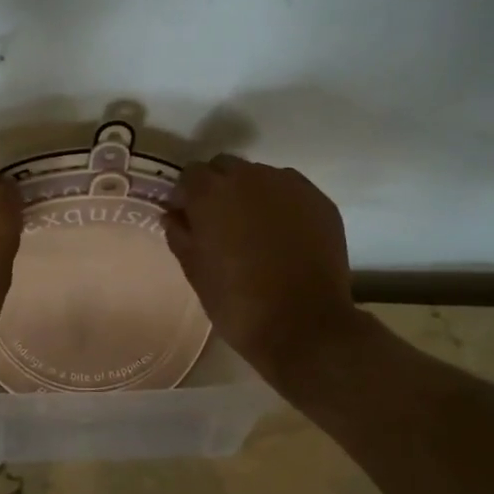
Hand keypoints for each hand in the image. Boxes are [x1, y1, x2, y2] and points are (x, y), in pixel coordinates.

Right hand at [164, 155, 358, 384]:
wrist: (304, 326)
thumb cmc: (237, 303)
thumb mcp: (195, 271)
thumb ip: (180, 234)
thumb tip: (174, 215)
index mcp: (211, 192)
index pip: (190, 174)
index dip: (188, 195)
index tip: (189, 218)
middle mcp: (249, 177)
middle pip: (225, 167)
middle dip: (219, 187)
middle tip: (221, 223)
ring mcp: (289, 185)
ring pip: (260, 176)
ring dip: (252, 193)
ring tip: (256, 229)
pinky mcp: (319, 200)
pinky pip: (291, 191)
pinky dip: (282, 204)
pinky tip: (285, 235)